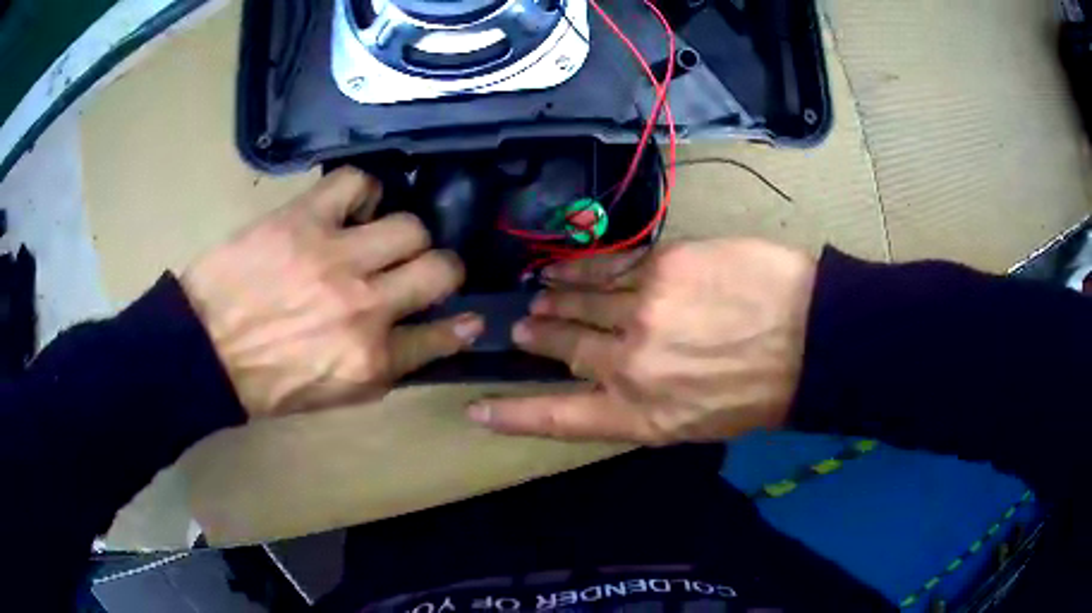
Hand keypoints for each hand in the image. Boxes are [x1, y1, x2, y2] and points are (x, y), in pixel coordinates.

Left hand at [182, 168, 482, 417]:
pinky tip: (350, 208)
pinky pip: (356, 183)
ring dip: (402, 235)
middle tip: (418, 271)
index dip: (460, 326)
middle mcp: (366, 307)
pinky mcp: (304, 221)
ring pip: (409, 226)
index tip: (466, 317)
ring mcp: (335, 258)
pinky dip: (361, 192)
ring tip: (377, 239)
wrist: (203, 351)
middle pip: (441, 269)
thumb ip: (384, 369)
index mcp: (371, 360)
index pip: (443, 336)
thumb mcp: (333, 396)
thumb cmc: (265, 382)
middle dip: (441, 271)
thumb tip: (426, 336)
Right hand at [467, 239, 815, 443]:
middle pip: (565, 348)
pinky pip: (609, 266)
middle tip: (522, 330)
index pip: (558, 418)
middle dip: (538, 338)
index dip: (514, 414)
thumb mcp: (697, 425)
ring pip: (581, 301)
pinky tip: (567, 267)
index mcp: (639, 415)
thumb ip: (645, 407)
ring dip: (555, 299)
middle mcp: (629, 364)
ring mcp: (642, 310)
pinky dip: (582, 267)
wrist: (809, 339)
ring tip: (539, 295)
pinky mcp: (662, 266)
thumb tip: (612, 385)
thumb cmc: (760, 393)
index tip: (478, 409)